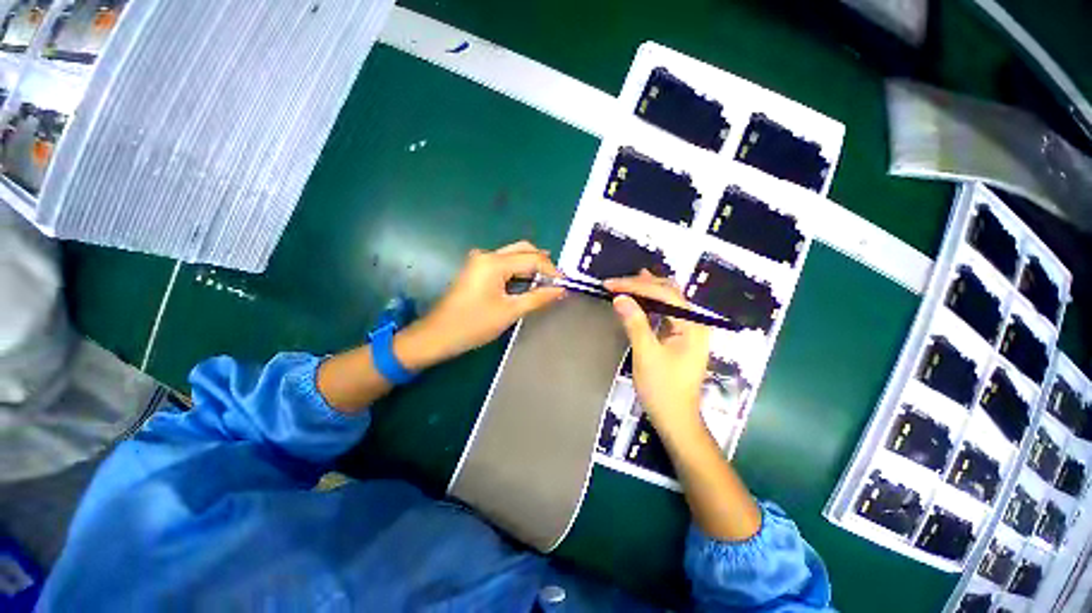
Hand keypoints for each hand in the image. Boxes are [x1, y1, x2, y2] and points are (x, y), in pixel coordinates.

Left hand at [394, 241, 564, 368]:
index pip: (532, 259)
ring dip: (530, 266)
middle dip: (542, 262)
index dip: (551, 270)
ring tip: (546, 282)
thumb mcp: (510, 311)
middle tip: (556, 280)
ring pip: (512, 255)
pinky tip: (526, 283)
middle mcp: (486, 255)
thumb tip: (561, 290)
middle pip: (522, 249)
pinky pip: (503, 264)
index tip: (564, 284)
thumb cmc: (474, 324)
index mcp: (494, 262)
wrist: (438, 335)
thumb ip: (538, 298)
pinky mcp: (476, 270)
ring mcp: (479, 261)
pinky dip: (518, 271)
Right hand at [605, 271, 709, 438]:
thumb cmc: (663, 390)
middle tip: (616, 282)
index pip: (664, 294)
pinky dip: (649, 303)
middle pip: (669, 292)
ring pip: (668, 300)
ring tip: (626, 282)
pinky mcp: (680, 337)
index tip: (610, 284)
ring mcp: (689, 330)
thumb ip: (635, 323)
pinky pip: (665, 312)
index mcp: (692, 325)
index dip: (635, 286)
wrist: (676, 420)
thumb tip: (620, 298)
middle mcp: (694, 322)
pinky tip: (639, 299)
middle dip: (642, 284)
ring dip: (646, 290)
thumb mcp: (646, 355)